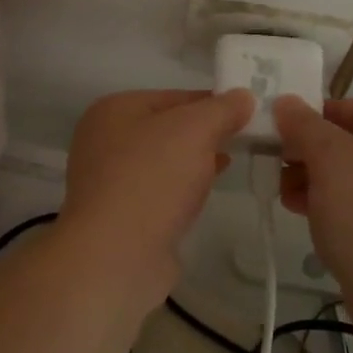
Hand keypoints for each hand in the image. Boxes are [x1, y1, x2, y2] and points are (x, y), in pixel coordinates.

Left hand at [58, 88, 254, 308]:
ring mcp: (108, 180)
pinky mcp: (119, 214)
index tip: (248, 114)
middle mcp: (104, 139)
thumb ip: (221, 109)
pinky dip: (181, 189)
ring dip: (195, 162)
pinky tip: (203, 195)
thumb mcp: (195, 130)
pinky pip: (158, 191)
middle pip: (168, 128)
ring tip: (229, 164)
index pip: (175, 96)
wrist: (116, 256)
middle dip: (205, 134)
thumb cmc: (152, 179)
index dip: (213, 103)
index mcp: (114, 109)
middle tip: (244, 140)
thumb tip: (243, 96)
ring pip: (164, 161)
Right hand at [271, 96, 352, 284]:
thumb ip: (306, 126)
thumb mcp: (330, 157)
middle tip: (275, 162)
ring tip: (283, 194)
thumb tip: (287, 103)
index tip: (283, 125)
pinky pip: (351, 214)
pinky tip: (304, 220)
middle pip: (347, 144)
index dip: (319, 110)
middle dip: (308, 149)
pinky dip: (324, 210)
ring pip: (345, 181)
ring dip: (311, 181)